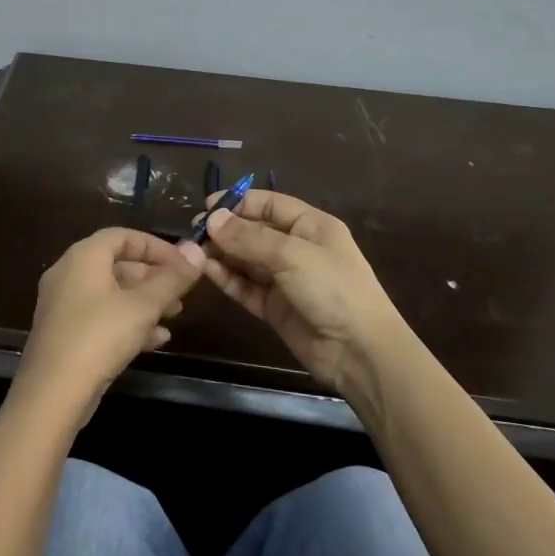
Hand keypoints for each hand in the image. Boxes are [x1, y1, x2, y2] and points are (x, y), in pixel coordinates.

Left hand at [14, 228, 204, 427]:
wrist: (52, 394)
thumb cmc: (100, 336)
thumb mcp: (143, 306)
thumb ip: (171, 280)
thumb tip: (197, 252)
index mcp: (83, 257)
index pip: (123, 236)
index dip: (156, 246)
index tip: (184, 263)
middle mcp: (68, 274)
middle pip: (117, 264)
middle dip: (153, 277)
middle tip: (182, 292)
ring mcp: (63, 305)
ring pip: (111, 293)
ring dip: (144, 301)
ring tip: (174, 316)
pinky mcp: (64, 334)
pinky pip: (101, 317)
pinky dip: (128, 322)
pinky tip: (156, 341)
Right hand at [198, 191, 412, 399]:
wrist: (360, 352)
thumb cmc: (333, 288)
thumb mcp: (291, 255)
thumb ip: (249, 238)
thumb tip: (212, 219)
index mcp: (311, 226)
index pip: (270, 204)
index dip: (239, 203)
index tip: (207, 208)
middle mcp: (297, 248)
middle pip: (255, 231)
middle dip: (226, 230)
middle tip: (194, 232)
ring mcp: (285, 279)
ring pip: (247, 260)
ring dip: (222, 254)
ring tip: (194, 251)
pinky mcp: (275, 308)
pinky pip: (246, 287)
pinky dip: (228, 278)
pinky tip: (207, 271)